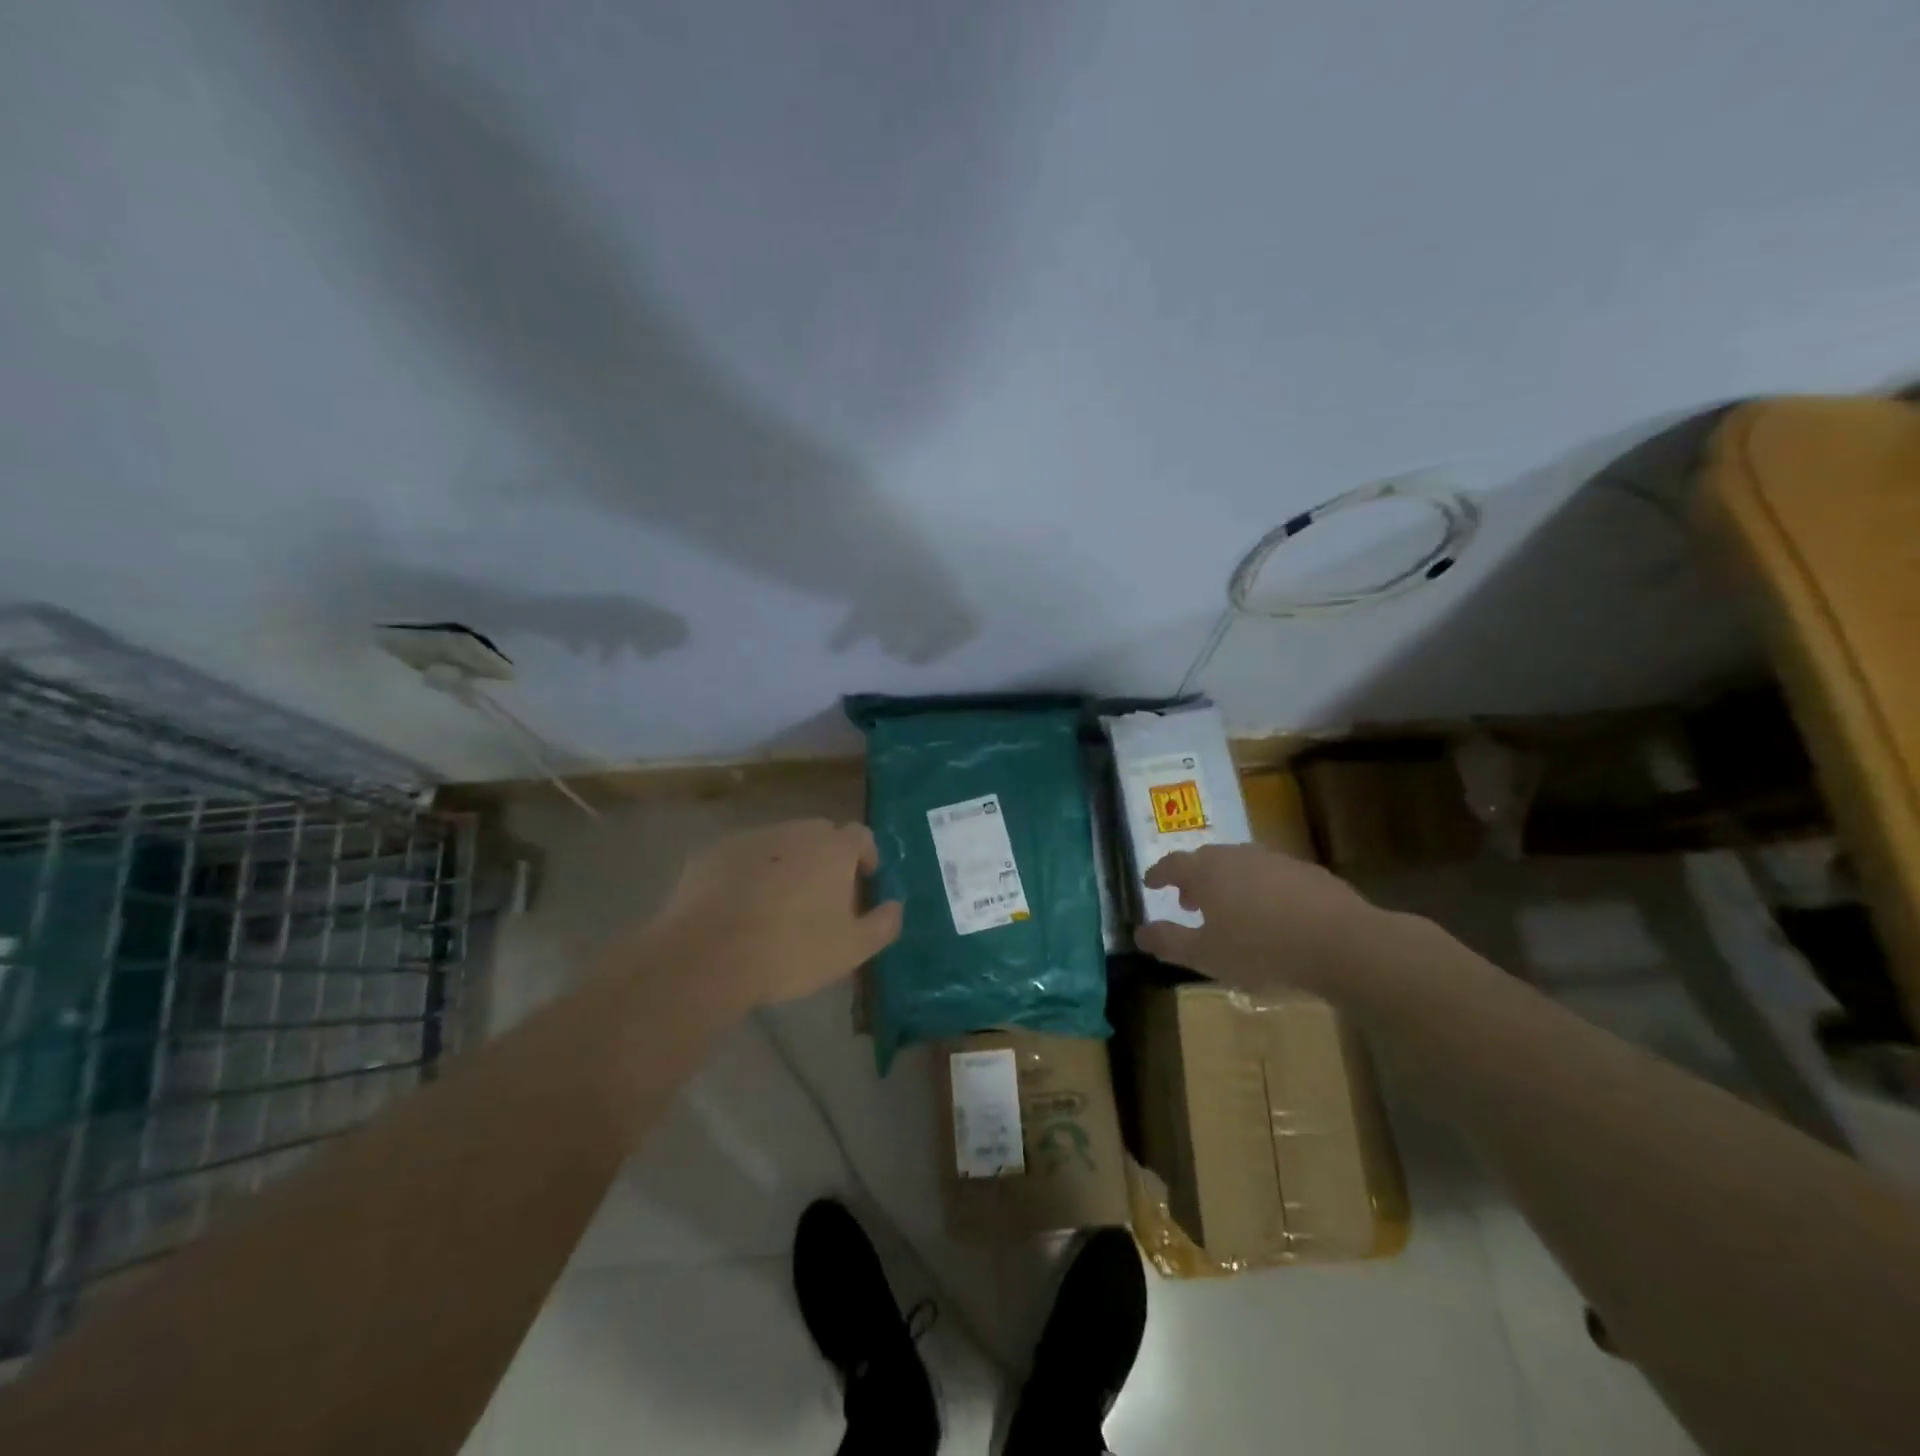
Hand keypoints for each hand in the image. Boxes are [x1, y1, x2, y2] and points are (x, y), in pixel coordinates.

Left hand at [646, 819, 902, 1012]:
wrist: (709, 956)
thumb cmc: (792, 951)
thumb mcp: (852, 949)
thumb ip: (883, 924)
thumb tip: (895, 906)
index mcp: (834, 848)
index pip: (861, 835)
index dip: (865, 856)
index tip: (863, 882)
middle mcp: (795, 831)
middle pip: (820, 835)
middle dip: (825, 859)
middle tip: (820, 897)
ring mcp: (751, 838)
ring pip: (779, 844)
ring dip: (786, 864)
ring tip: (777, 905)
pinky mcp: (713, 853)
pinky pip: (742, 857)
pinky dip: (748, 873)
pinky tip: (739, 907)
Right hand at [1136, 843, 1385, 995]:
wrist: (1341, 943)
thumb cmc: (1262, 949)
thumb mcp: (1207, 955)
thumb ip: (1169, 942)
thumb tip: (1140, 933)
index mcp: (1207, 871)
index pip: (1172, 864)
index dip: (1158, 874)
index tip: (1149, 883)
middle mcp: (1236, 855)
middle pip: (1206, 860)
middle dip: (1192, 879)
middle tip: (1187, 901)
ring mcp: (1274, 860)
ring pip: (1239, 866)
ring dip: (1226, 883)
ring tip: (1228, 909)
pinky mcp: (1306, 872)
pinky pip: (1269, 876)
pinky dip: (1258, 889)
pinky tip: (1269, 914)